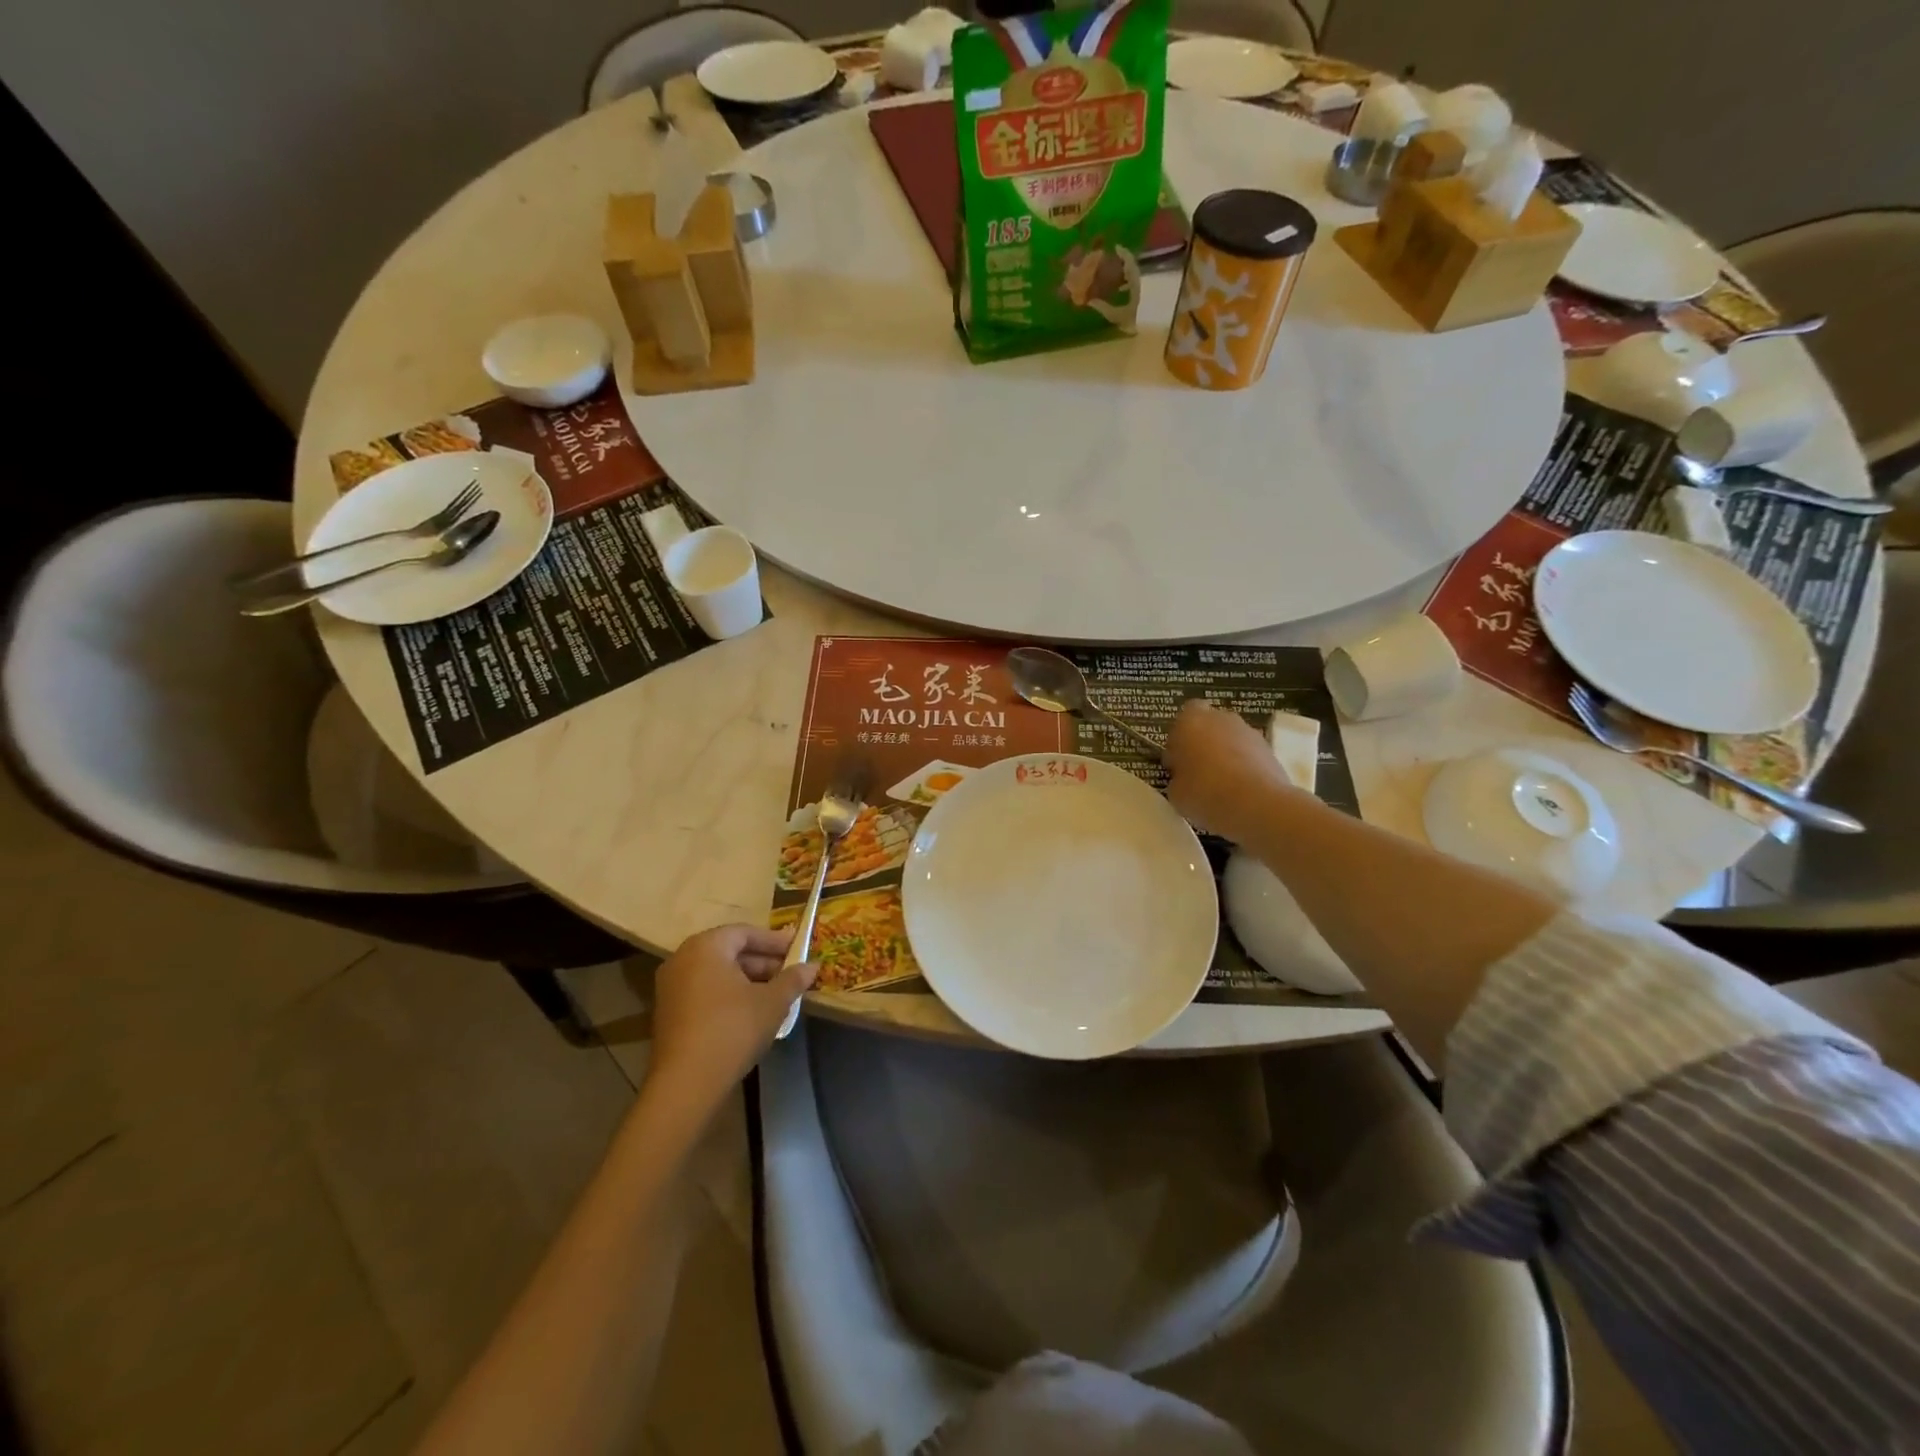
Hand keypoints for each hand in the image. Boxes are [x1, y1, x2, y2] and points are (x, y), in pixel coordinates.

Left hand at [646, 924, 814, 1116]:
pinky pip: (705, 991)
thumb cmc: (733, 1029)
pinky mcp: (668, 1012)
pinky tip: (752, 1012)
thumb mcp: (772, 1002)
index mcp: (707, 946)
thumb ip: (793, 979)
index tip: (798, 950)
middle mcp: (683, 958)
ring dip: (748, 980)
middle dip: (763, 962)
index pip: (746, 932)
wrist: (686, 1083)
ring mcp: (671, 986)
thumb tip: (812, 966)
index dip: (775, 941)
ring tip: (776, 994)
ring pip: (718, 973)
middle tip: (790, 973)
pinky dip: (729, 994)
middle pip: (730, 951)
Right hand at [1164, 700, 1309, 841]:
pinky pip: (1249, 755)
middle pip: (1208, 727)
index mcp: (1190, 721)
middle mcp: (1221, 718)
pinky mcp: (1270, 749)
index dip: (1178, 741)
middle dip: (1203, 745)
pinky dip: (1244, 767)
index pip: (1180, 720)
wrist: (1258, 805)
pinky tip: (1240, 791)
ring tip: (1221, 786)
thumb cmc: (1205, 793)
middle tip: (1197, 773)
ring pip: (1231, 740)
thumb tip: (1185, 778)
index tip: (1177, 764)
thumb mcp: (1175, 792)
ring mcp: (1249, 732)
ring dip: (1225, 755)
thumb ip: (1177, 777)